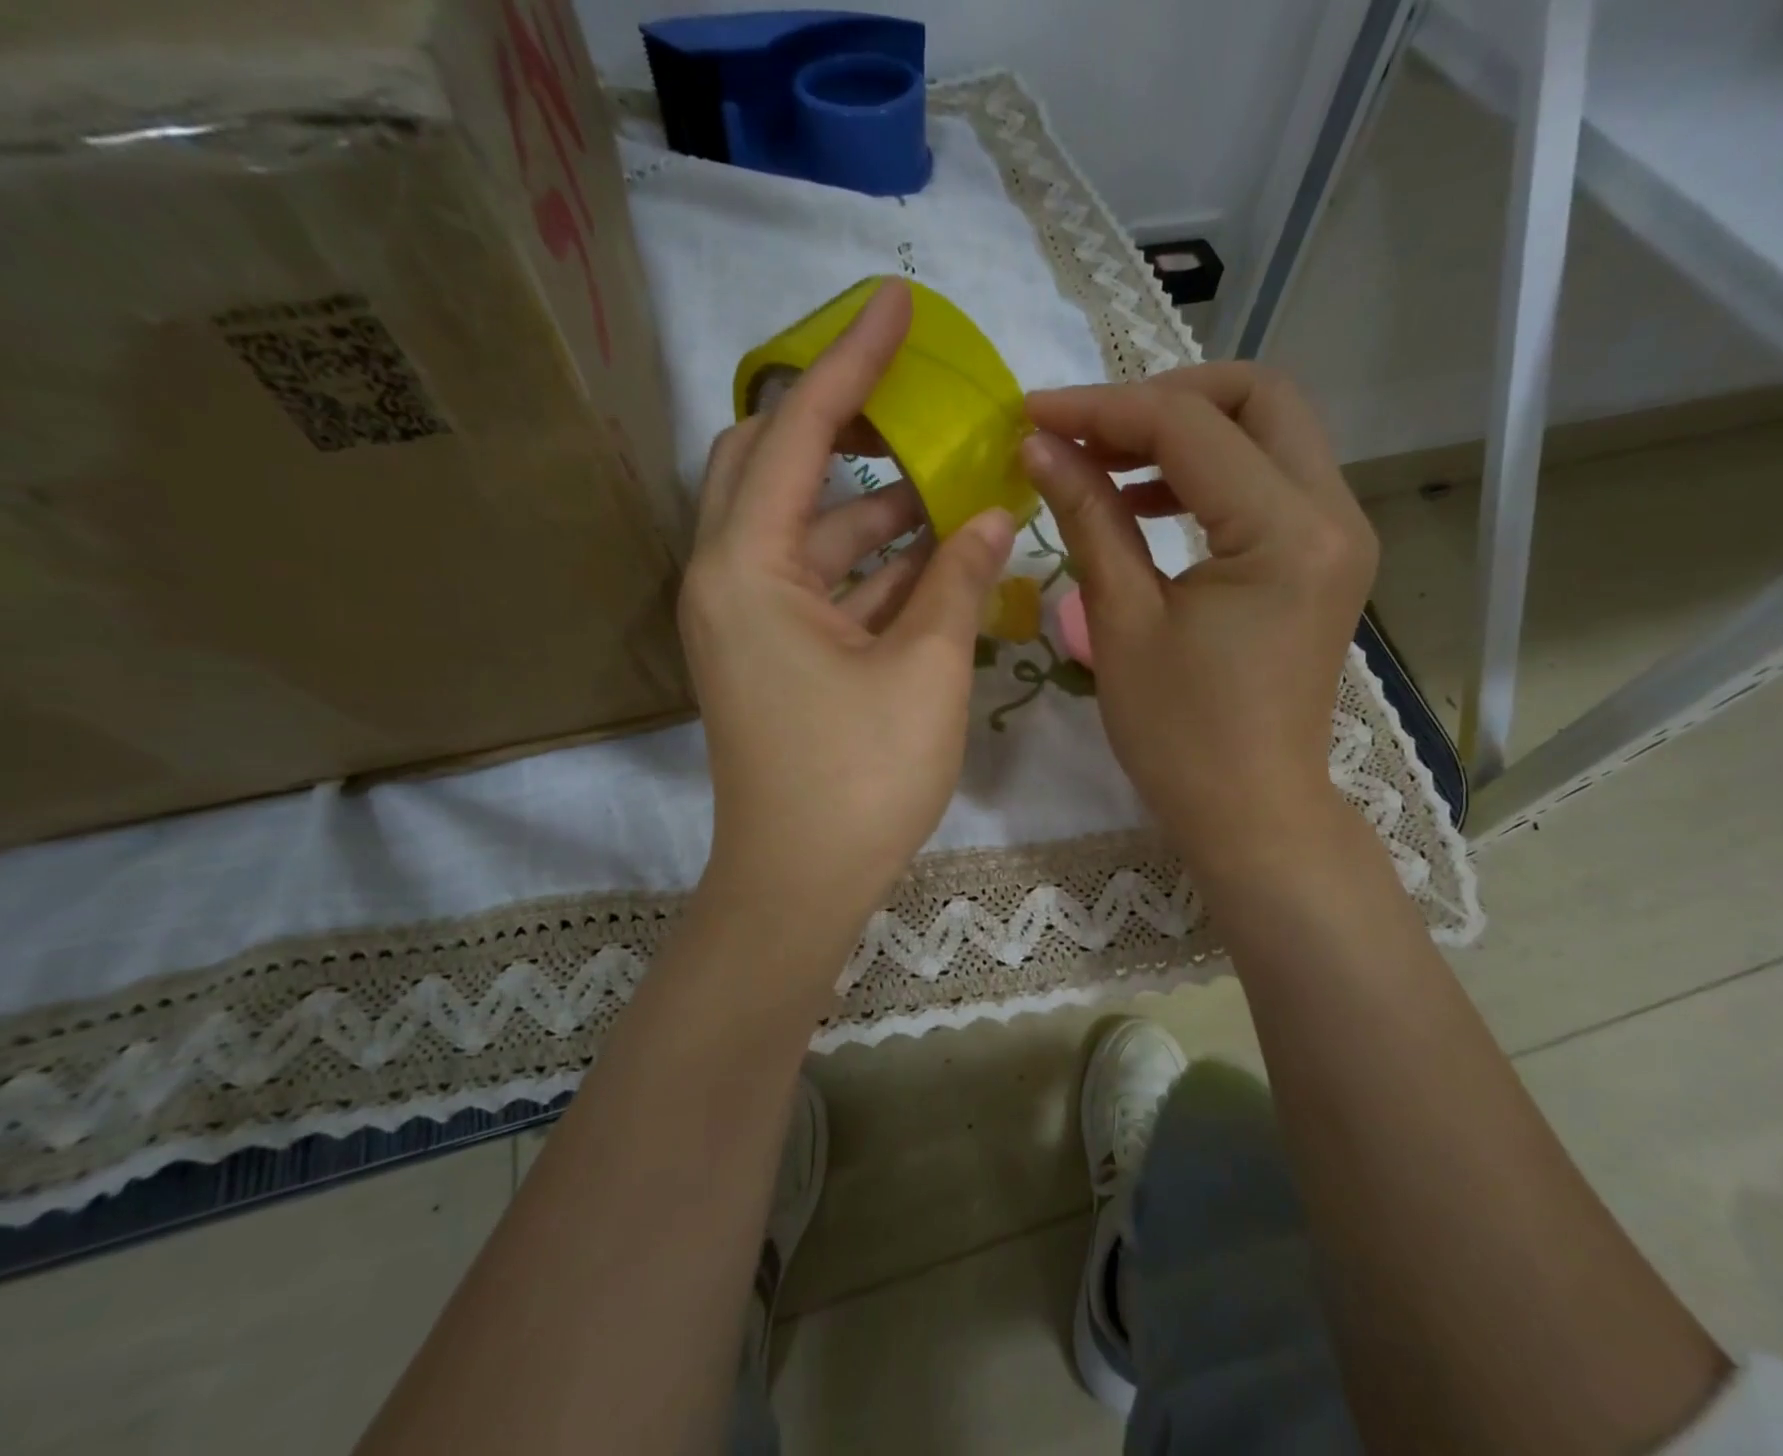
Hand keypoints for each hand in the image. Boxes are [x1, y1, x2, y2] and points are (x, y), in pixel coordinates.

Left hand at [680, 280, 1015, 942]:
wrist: (800, 885)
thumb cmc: (859, 778)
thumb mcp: (925, 668)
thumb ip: (958, 576)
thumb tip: (997, 510)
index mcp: (746, 567)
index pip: (795, 430)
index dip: (851, 361)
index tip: (894, 301)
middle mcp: (728, 579)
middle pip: (772, 465)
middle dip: (842, 425)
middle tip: (914, 400)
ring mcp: (747, 621)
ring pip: (806, 532)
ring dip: (873, 508)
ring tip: (953, 485)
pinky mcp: (771, 656)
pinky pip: (819, 585)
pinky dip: (870, 567)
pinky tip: (933, 557)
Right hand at [1020, 363, 1376, 871]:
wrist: (1249, 811)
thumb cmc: (1179, 734)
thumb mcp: (1122, 621)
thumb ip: (1088, 517)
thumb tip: (1040, 447)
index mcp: (1285, 533)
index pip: (1189, 426)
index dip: (1101, 410)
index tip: (1031, 414)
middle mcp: (1333, 514)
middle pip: (1257, 397)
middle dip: (1161, 398)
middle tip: (1086, 432)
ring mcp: (1338, 534)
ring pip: (1269, 431)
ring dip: (1185, 431)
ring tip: (1105, 464)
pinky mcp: (1324, 558)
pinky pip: (1271, 480)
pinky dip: (1209, 472)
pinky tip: (1148, 501)